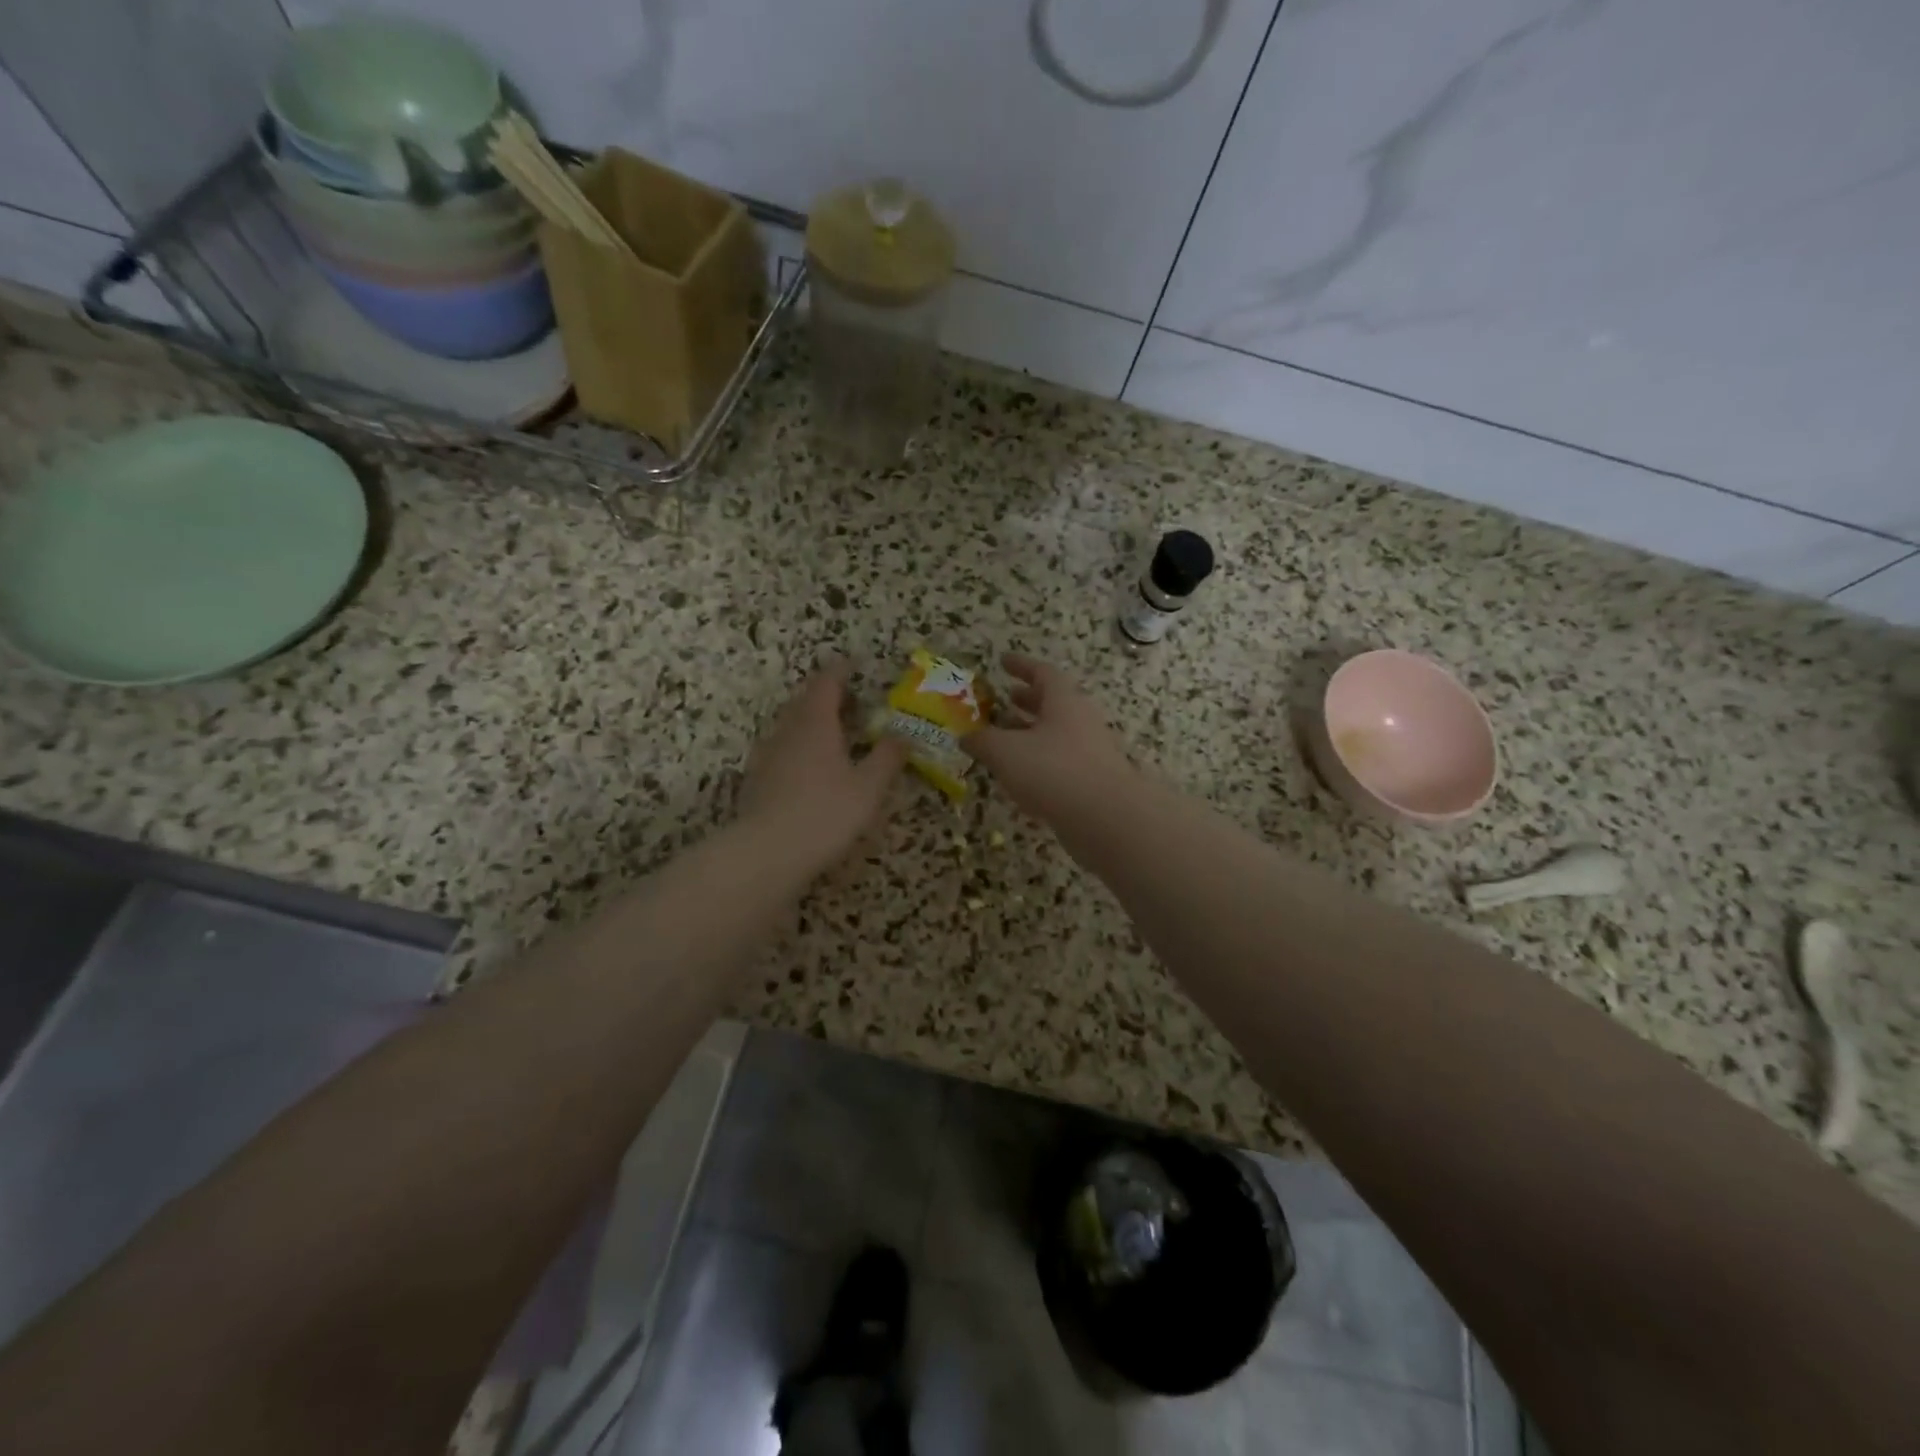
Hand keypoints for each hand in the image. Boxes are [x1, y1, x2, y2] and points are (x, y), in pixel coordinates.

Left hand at [739, 661, 909, 875]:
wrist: (767, 853)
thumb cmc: (825, 813)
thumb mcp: (868, 787)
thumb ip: (887, 757)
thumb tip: (904, 734)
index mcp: (816, 723)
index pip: (827, 683)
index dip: (842, 670)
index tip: (856, 664)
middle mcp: (787, 731)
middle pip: (805, 701)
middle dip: (827, 696)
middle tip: (851, 700)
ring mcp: (767, 755)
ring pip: (790, 726)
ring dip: (811, 721)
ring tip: (834, 733)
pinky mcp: (756, 780)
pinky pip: (781, 750)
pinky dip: (799, 747)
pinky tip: (810, 768)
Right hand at [964, 655, 1138, 821]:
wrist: (1106, 818)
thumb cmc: (1053, 771)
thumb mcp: (1006, 752)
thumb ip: (983, 741)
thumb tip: (965, 735)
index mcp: (1064, 701)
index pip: (1042, 673)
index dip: (1021, 665)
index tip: (1003, 661)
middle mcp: (1081, 720)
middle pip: (1052, 702)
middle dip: (1026, 700)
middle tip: (1005, 698)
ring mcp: (1090, 750)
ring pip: (1056, 733)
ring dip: (1031, 732)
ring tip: (1005, 737)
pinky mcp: (1092, 780)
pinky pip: (1061, 760)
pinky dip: (1039, 760)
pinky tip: (1021, 775)